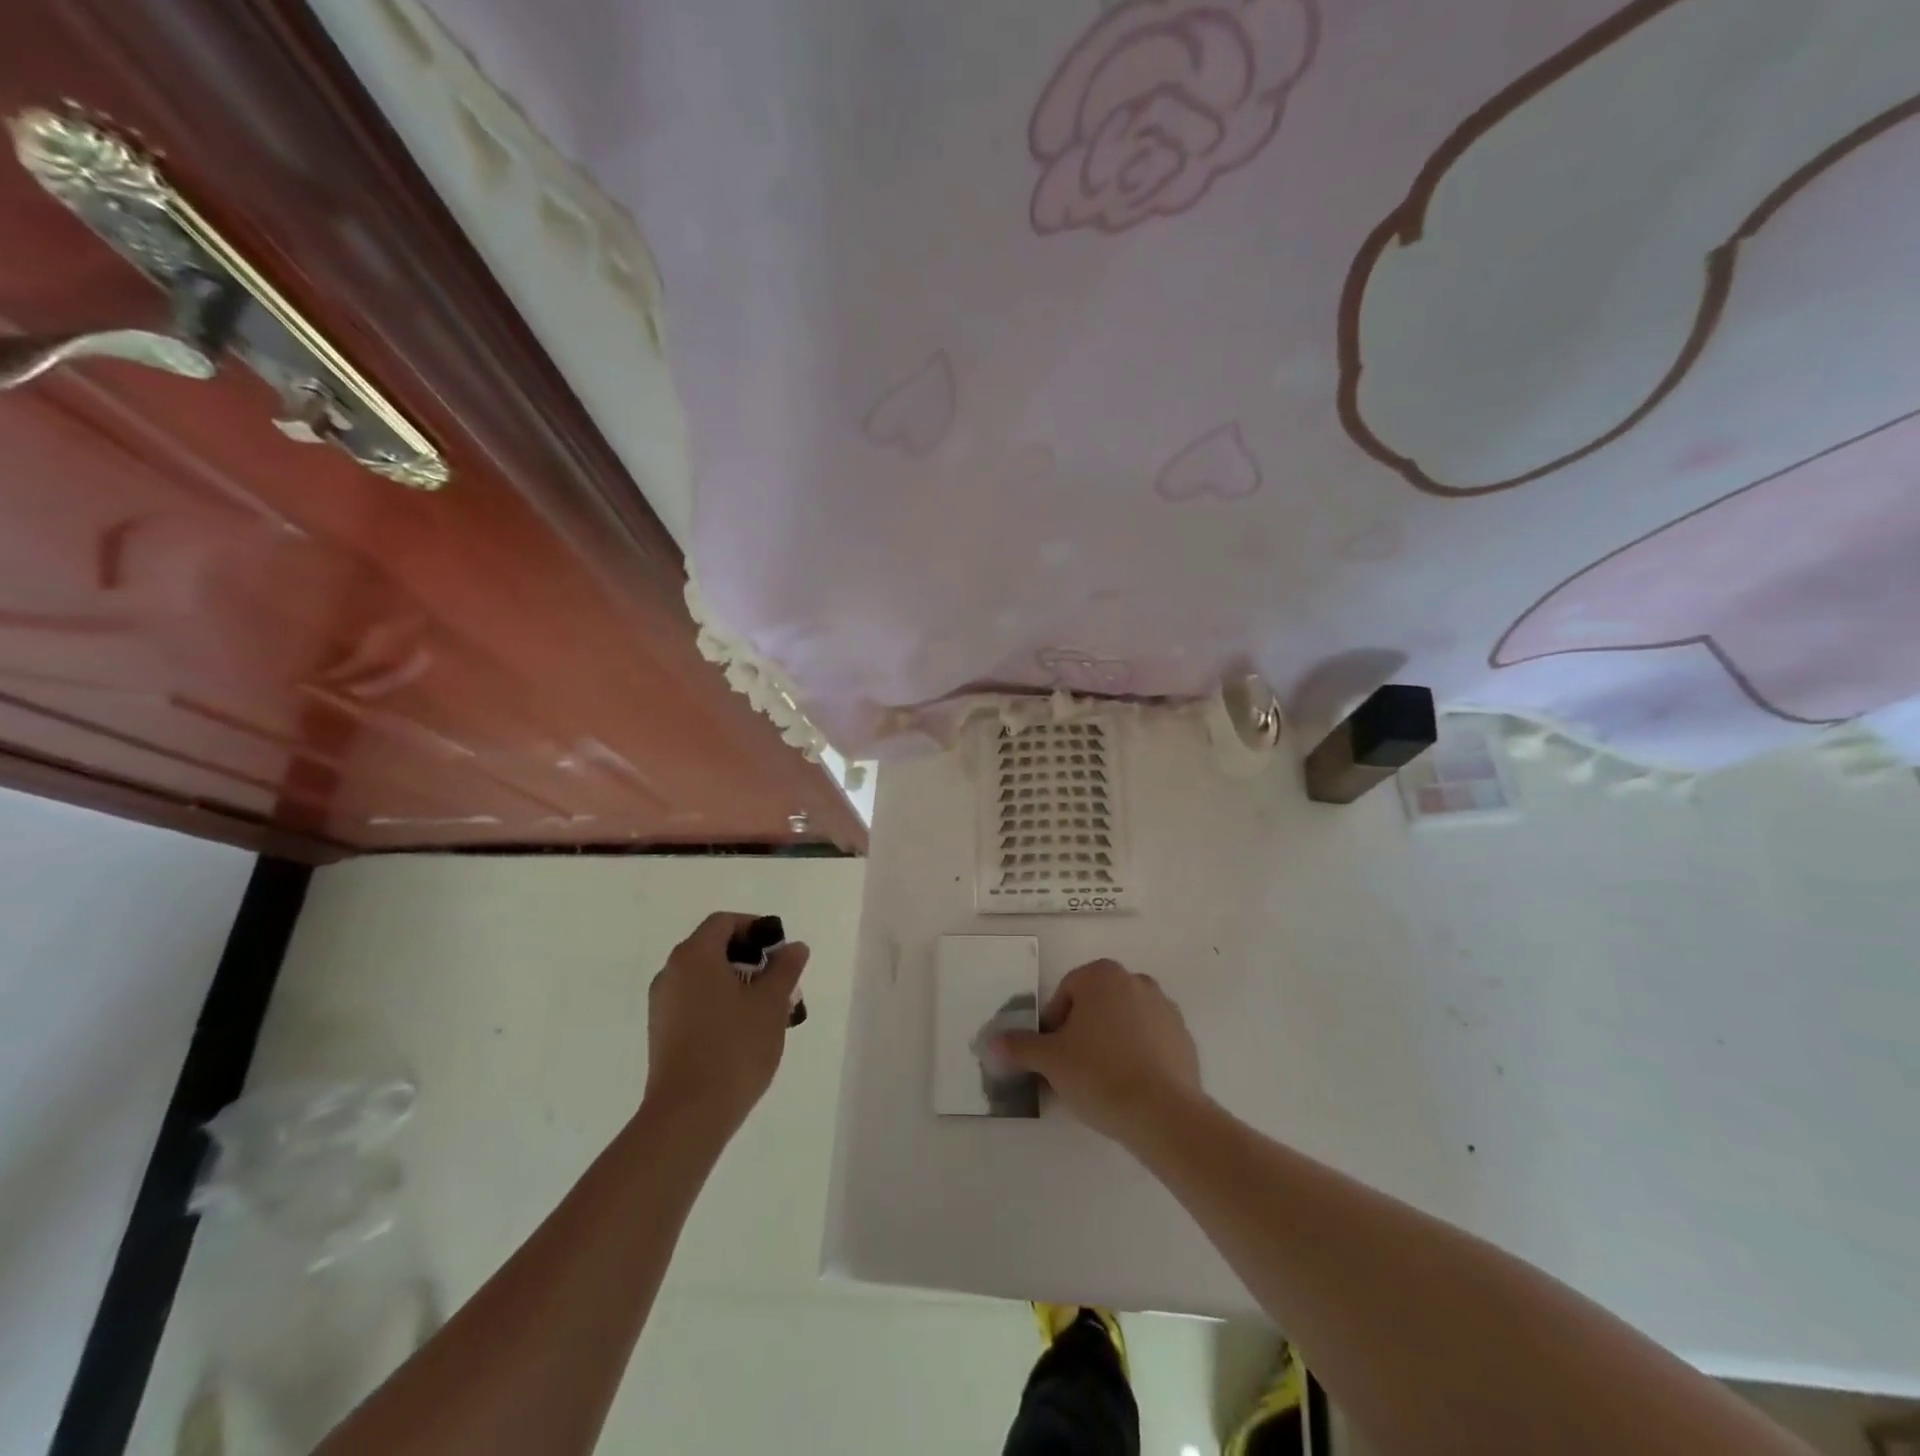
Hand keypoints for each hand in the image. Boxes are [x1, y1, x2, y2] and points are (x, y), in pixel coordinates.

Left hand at [644, 912, 808, 1138]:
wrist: (689, 1114)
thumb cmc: (735, 1047)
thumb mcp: (771, 1003)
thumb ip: (784, 968)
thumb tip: (793, 947)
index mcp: (695, 956)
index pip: (724, 922)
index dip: (755, 927)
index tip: (779, 948)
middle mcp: (671, 973)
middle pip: (712, 948)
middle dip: (749, 958)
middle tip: (780, 980)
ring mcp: (663, 1005)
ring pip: (704, 978)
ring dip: (736, 983)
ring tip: (768, 1009)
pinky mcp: (662, 1033)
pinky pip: (694, 1002)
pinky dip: (719, 1003)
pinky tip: (744, 1030)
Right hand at [995, 958, 1202, 1144]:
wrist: (1164, 1114)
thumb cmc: (1099, 1074)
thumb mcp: (1050, 1061)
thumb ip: (1020, 1047)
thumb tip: (992, 1042)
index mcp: (1102, 975)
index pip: (1065, 994)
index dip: (1053, 1026)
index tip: (1053, 1057)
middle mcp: (1136, 981)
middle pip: (1095, 1005)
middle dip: (1082, 1032)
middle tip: (1073, 1069)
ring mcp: (1165, 1008)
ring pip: (1123, 1022)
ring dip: (1110, 1042)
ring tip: (1102, 1081)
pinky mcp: (1184, 1037)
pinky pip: (1150, 1041)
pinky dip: (1137, 1056)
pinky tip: (1130, 1086)